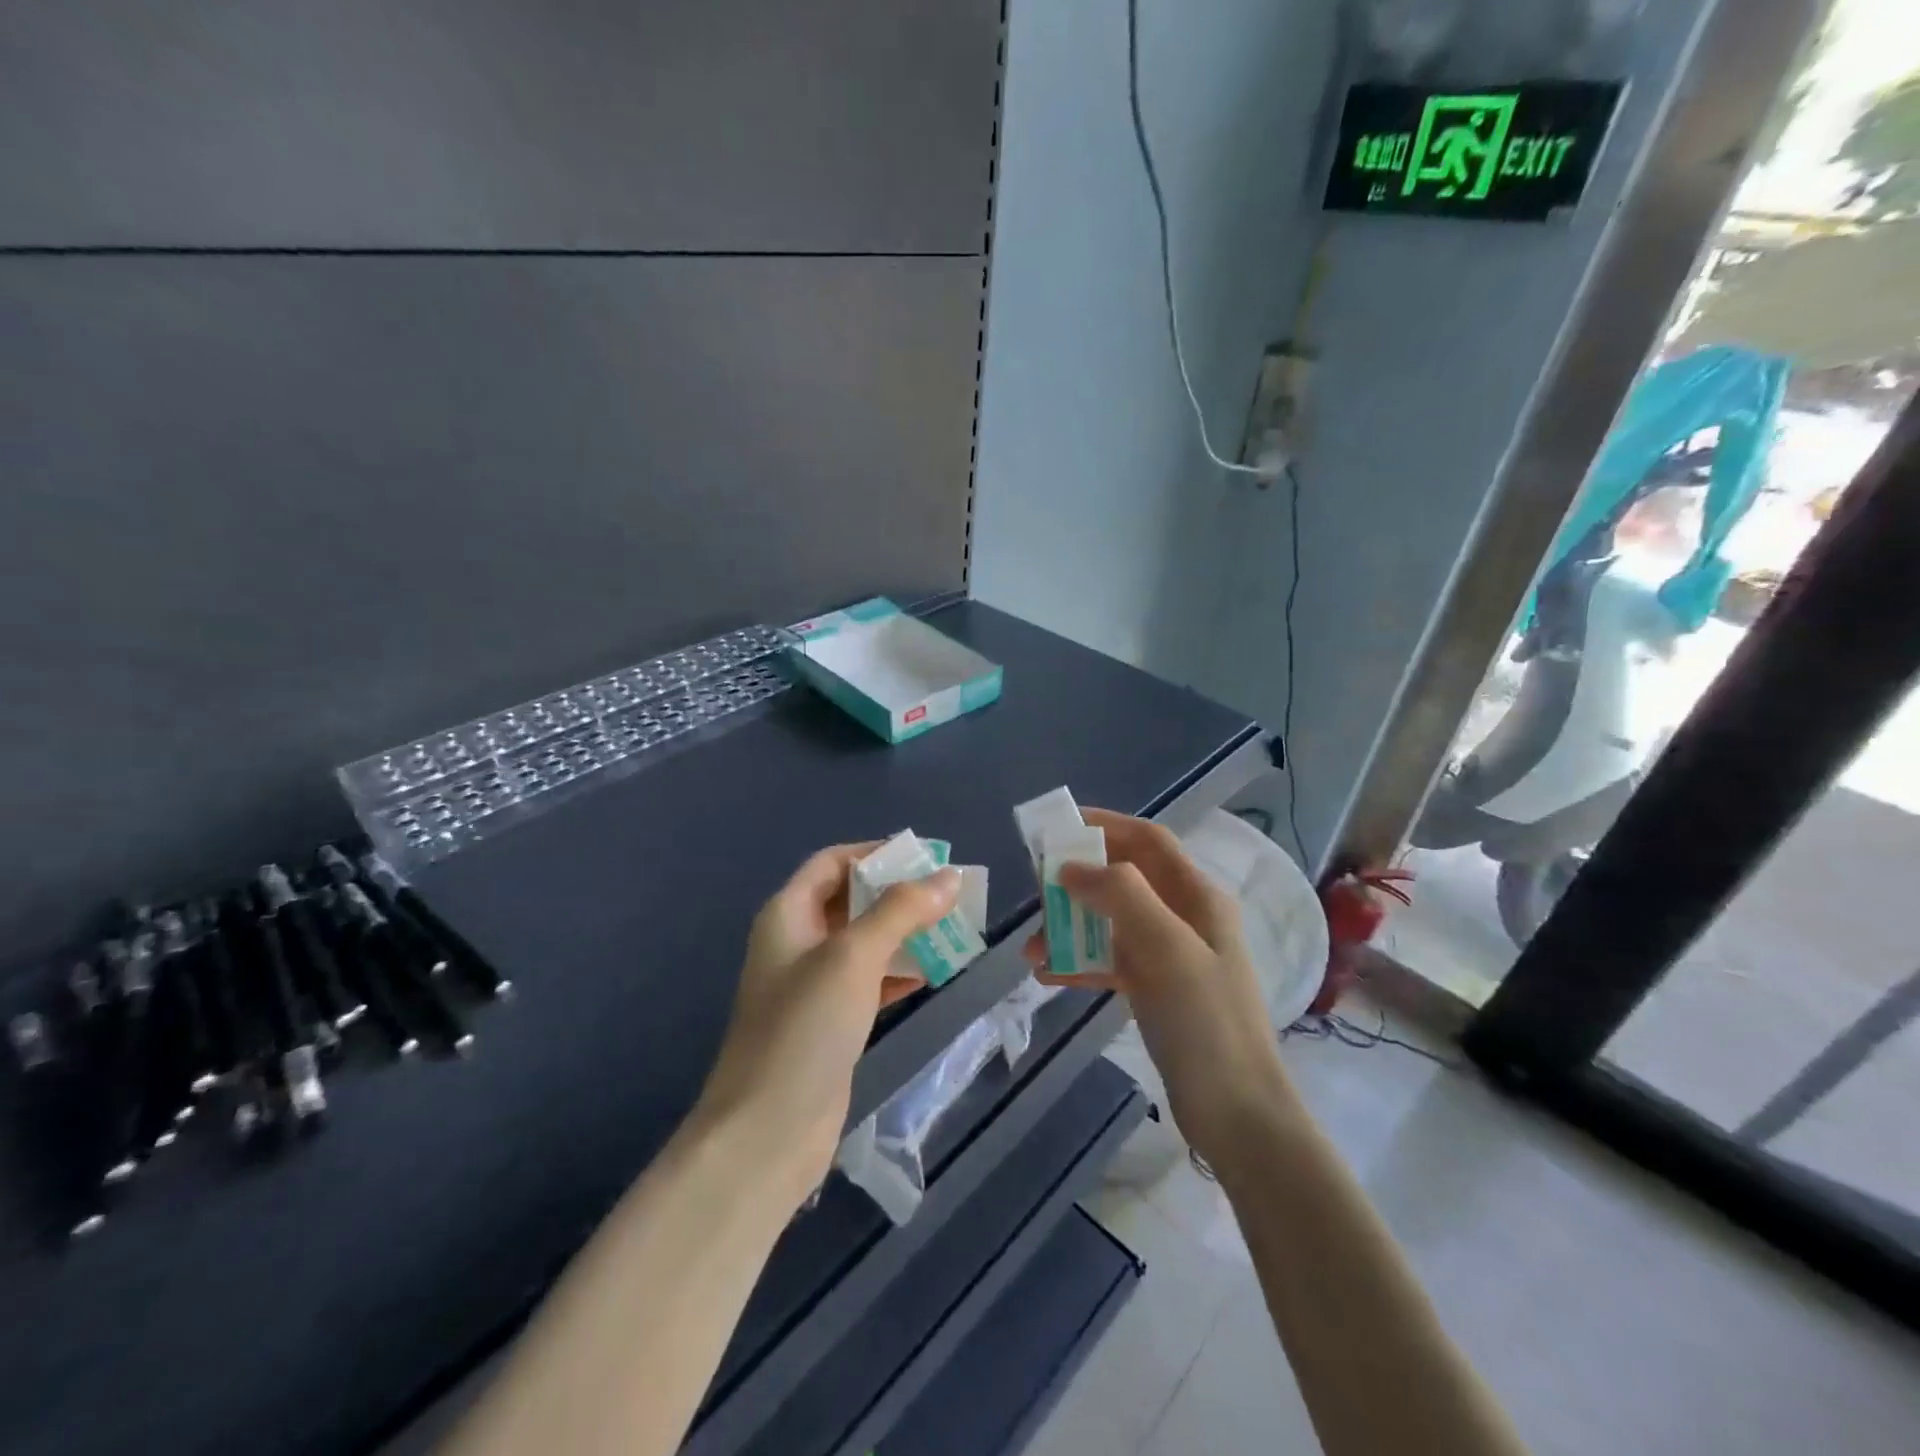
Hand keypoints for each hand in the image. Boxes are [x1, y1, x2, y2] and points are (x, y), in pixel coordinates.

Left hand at [695, 844, 959, 1209]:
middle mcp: (797, 942)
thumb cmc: (804, 1028)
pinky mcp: (831, 1023)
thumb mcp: (853, 957)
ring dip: (904, 933)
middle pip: (851, 900)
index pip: (833, 862)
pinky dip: (899, 972)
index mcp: (788, 914)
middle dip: (898, 893)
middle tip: (950, 893)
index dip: (876, 853)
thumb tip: (949, 876)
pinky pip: (870, 981)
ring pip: (865, 942)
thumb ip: (901, 911)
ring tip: (952, 928)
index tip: (926, 856)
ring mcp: (813, 986)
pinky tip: (931, 974)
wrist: (767, 1133)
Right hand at [1025, 810, 1290, 1162]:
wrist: (1237, 1113)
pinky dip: (1080, 961)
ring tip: (1031, 947)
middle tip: (1037, 892)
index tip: (1059, 827)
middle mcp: (1185, 917)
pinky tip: (1048, 975)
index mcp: (1197, 896)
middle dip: (1079, 881)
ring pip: (1111, 922)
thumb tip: (1071, 867)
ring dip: (1071, 926)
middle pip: (1124, 879)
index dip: (1106, 825)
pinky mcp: (1157, 990)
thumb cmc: (1205, 1021)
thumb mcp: (1167, 948)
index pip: (1148, 841)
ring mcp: (1171, 955)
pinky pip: (1110, 961)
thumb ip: (1121, 895)